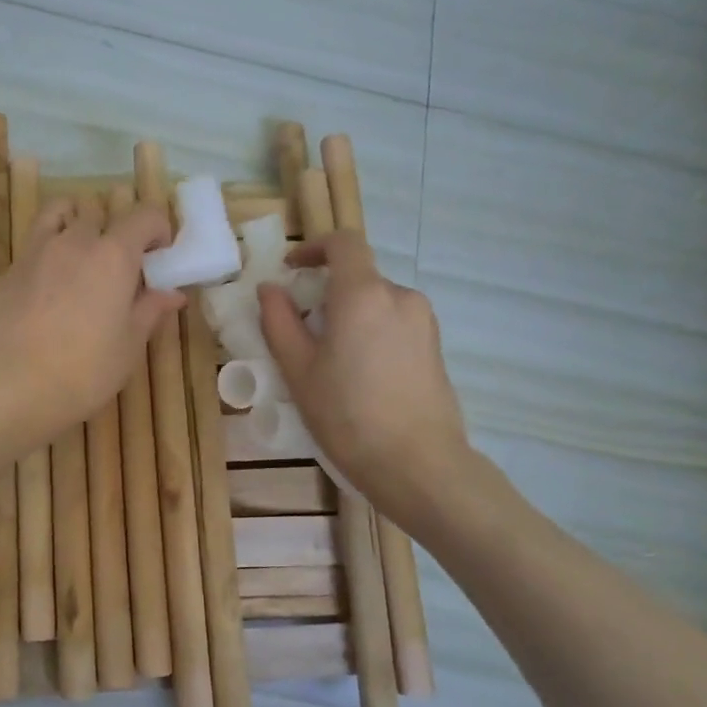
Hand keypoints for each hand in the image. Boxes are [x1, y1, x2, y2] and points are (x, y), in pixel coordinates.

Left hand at [0, 197, 184, 448]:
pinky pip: (30, 251)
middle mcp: (72, 242)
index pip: (144, 215)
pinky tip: (44, 296)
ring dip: (73, 225)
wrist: (8, 388)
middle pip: (97, 213)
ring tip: (79, 260)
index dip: (158, 229)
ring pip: (56, 215)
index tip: (160, 255)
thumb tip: (172, 293)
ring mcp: (32, 254)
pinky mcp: (4, 274)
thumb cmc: (83, 372)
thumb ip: (149, 311)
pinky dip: (44, 259)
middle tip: (119, 267)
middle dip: (113, 230)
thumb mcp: (128, 347)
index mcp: (112, 255)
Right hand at [257, 232, 471, 528]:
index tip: (291, 270)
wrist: (417, 464)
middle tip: (302, 332)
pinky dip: (371, 333)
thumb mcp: (298, 369)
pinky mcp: (435, 347)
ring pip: (377, 303)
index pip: (343, 242)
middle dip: (327, 293)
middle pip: (358, 277)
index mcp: (363, 294)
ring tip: (330, 362)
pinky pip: (395, 324)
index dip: (314, 247)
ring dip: (350, 316)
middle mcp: (400, 296)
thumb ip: (279, 321)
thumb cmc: (347, 415)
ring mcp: (424, 322)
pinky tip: (360, 377)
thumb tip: (270, 289)